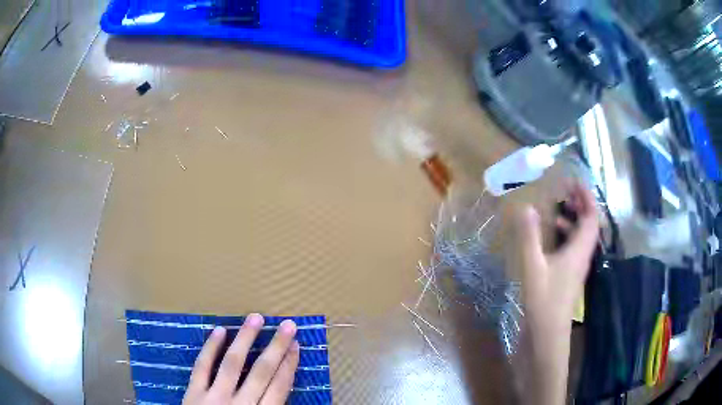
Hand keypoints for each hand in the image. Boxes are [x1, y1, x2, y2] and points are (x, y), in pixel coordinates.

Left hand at [182, 314, 299, 404]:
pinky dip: (209, 348)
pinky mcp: (193, 393)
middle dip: (276, 347)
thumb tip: (284, 392)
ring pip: (232, 364)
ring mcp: (214, 397)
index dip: (289, 365)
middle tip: (287, 325)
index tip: (296, 345)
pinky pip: (201, 367)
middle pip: (261, 372)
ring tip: (256, 318)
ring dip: (245, 340)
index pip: (279, 387)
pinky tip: (218, 330)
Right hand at [511, 182, 598, 404]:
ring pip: (581, 238)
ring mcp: (576, 268)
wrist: (547, 337)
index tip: (574, 181)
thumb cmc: (543, 302)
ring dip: (574, 220)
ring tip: (559, 209)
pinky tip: (551, 239)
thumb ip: (529, 237)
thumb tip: (526, 207)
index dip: (586, 197)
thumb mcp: (533, 268)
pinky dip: (566, 236)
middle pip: (589, 226)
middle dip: (581, 205)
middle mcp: (582, 257)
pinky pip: (573, 249)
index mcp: (579, 251)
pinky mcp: (568, 277)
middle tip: (566, 191)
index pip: (591, 217)